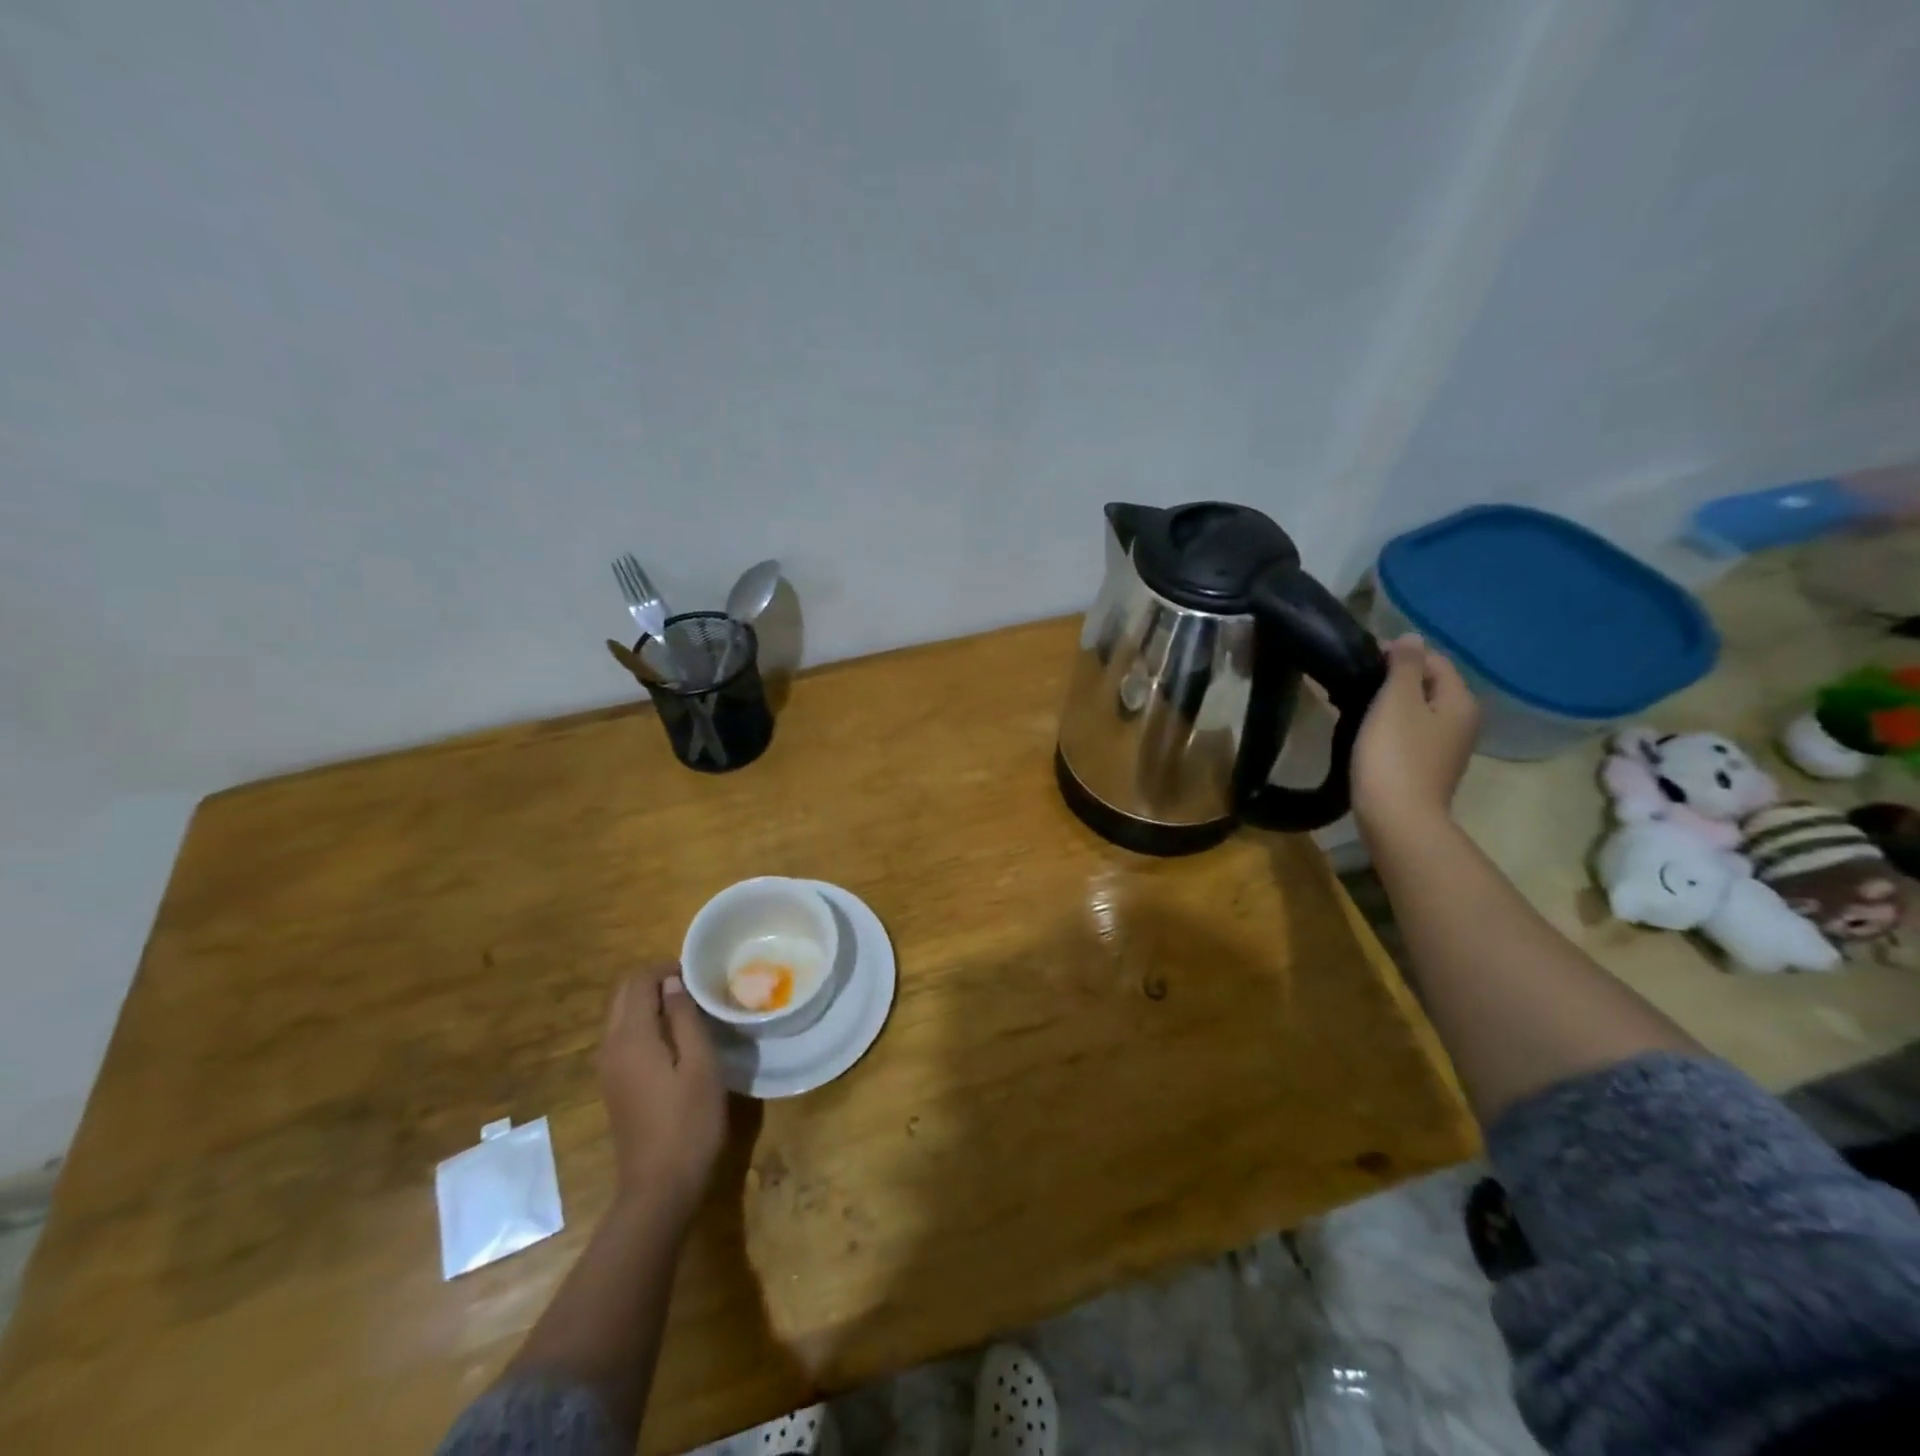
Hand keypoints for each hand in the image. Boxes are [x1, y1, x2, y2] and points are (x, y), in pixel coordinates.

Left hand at [600, 966, 726, 1228]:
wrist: (659, 1187)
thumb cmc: (689, 1122)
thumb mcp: (700, 1064)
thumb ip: (684, 1018)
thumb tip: (673, 983)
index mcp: (631, 1038)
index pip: (638, 981)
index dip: (666, 969)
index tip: (698, 973)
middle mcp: (611, 1047)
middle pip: (624, 995)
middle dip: (655, 981)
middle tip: (695, 987)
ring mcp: (608, 1068)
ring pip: (622, 1015)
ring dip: (650, 1002)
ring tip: (689, 1008)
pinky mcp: (614, 1084)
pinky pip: (624, 1037)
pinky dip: (645, 1023)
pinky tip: (675, 1038)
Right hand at [1352, 635, 1479, 840]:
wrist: (1397, 819)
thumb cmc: (1394, 754)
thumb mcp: (1396, 701)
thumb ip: (1404, 665)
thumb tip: (1411, 637)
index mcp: (1460, 700)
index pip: (1433, 659)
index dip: (1398, 653)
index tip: (1361, 660)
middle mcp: (1462, 721)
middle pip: (1427, 685)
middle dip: (1393, 678)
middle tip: (1354, 681)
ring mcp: (1446, 748)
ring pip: (1418, 710)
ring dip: (1389, 702)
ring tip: (1353, 704)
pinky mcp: (1427, 767)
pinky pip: (1410, 733)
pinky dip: (1389, 725)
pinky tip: (1365, 732)